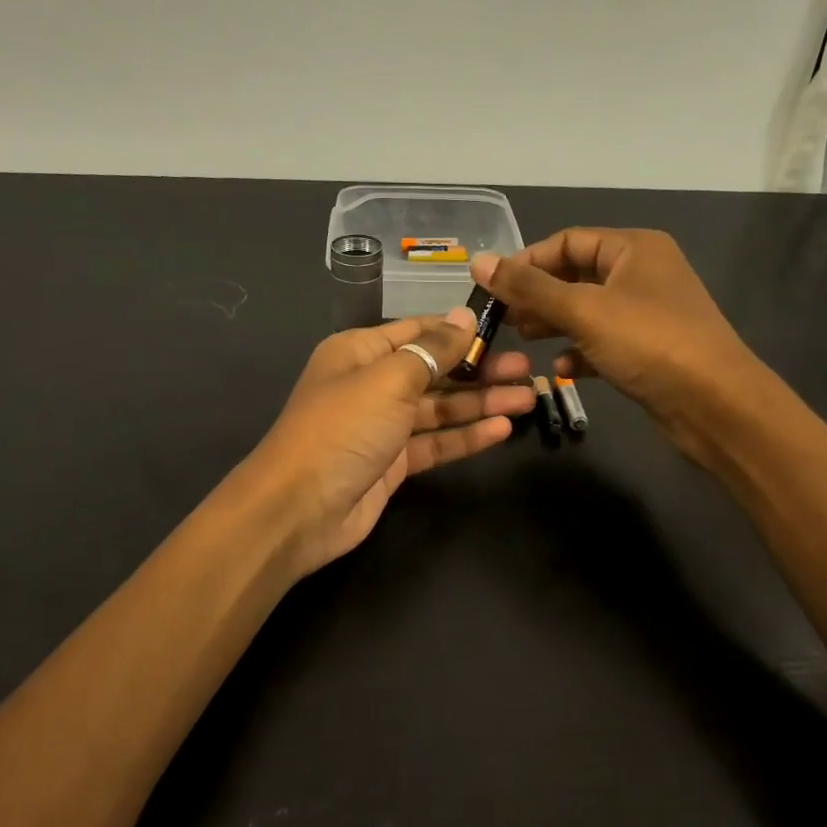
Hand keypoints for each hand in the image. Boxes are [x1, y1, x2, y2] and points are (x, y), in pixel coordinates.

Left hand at [243, 308, 534, 578]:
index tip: (503, 329)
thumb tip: (463, 317)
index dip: (459, 330)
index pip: (418, 331)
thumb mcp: (389, 380)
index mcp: (360, 352)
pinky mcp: (392, 464)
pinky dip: (466, 437)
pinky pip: (435, 443)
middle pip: (433, 370)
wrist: (298, 510)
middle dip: (478, 369)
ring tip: (528, 398)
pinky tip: (502, 430)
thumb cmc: (342, 429)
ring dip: (480, 404)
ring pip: (439, 409)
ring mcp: (382, 427)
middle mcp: (371, 384)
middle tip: (527, 369)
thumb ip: (432, 350)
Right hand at [471, 230, 754, 469]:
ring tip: (521, 341)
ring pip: (588, 311)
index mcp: (634, 248)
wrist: (716, 405)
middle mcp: (643, 274)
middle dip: (538, 296)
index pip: (568, 241)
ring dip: (554, 324)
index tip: (492, 288)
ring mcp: (649, 314)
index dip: (527, 261)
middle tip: (502, 319)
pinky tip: (561, 370)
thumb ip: (529, 288)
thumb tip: (479, 262)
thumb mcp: (583, 311)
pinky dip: (580, 352)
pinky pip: (605, 342)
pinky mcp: (651, 350)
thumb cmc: (649, 343)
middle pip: (576, 276)